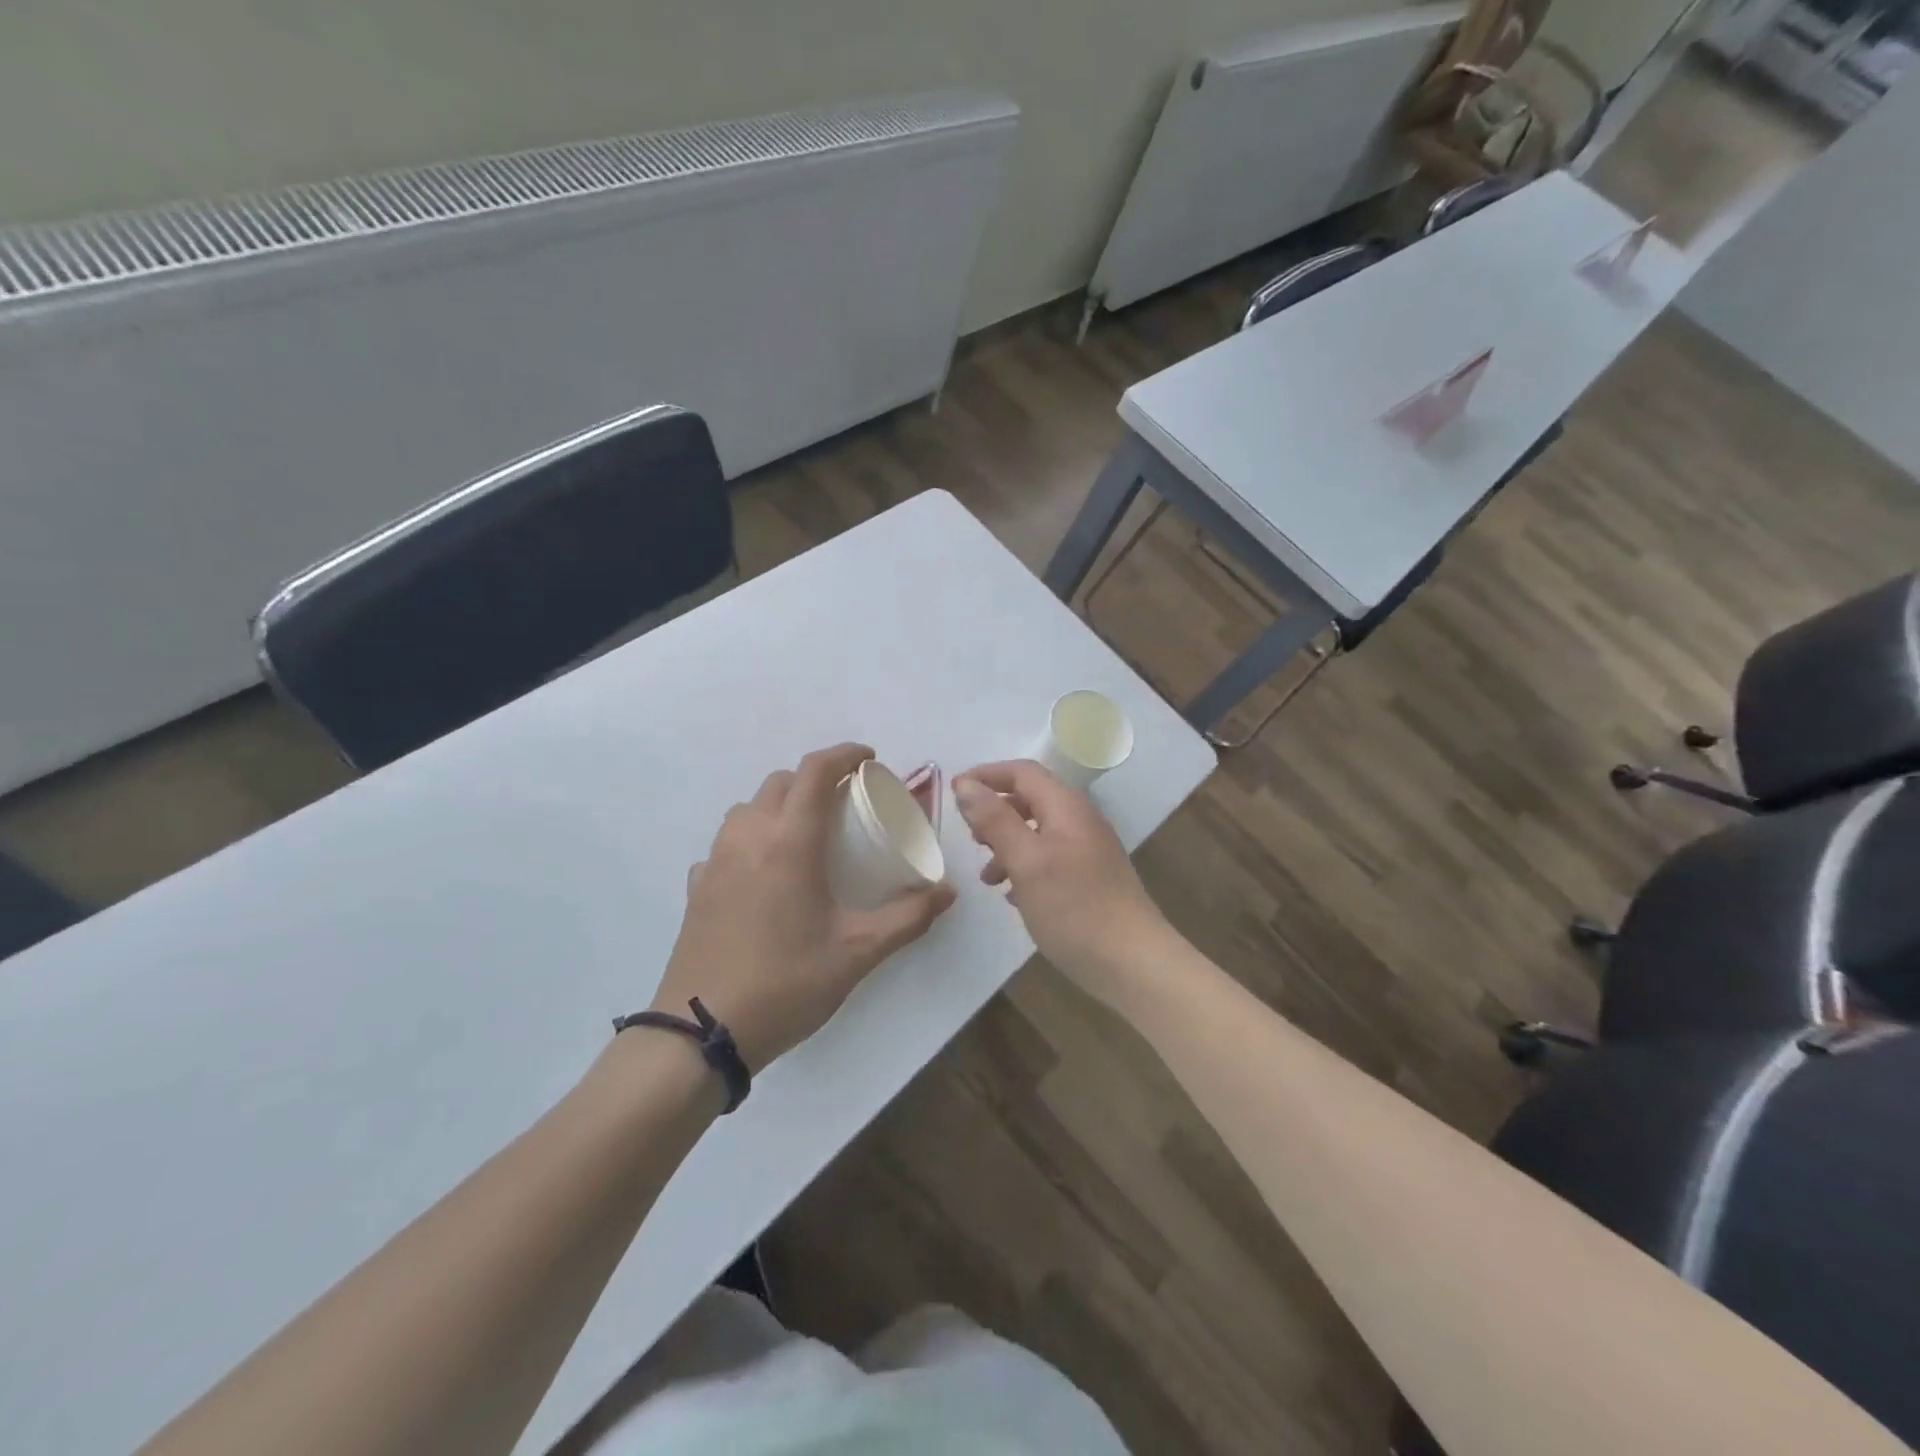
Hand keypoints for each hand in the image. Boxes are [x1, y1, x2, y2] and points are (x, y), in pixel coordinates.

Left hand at [653, 744, 955, 1071]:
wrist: (701, 1033)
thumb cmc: (786, 983)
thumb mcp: (858, 953)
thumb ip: (908, 918)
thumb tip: (947, 892)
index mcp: (790, 842)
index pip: (815, 771)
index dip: (845, 754)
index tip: (870, 760)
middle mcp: (749, 837)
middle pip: (781, 782)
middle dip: (816, 780)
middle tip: (846, 803)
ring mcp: (716, 861)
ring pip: (749, 808)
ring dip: (780, 805)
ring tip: (806, 836)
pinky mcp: (697, 887)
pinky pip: (727, 843)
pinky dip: (752, 840)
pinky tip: (765, 875)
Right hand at [953, 761, 1172, 1005]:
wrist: (1133, 963)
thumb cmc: (1074, 907)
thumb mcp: (1025, 860)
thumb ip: (994, 820)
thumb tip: (965, 785)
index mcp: (1066, 807)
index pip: (1022, 772)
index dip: (986, 776)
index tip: (953, 792)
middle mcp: (1080, 820)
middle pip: (1030, 799)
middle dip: (995, 812)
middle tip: (969, 838)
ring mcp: (1088, 850)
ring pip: (1037, 832)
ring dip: (1006, 844)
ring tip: (986, 876)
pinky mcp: (1090, 879)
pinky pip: (1048, 859)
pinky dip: (1024, 867)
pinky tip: (1011, 895)